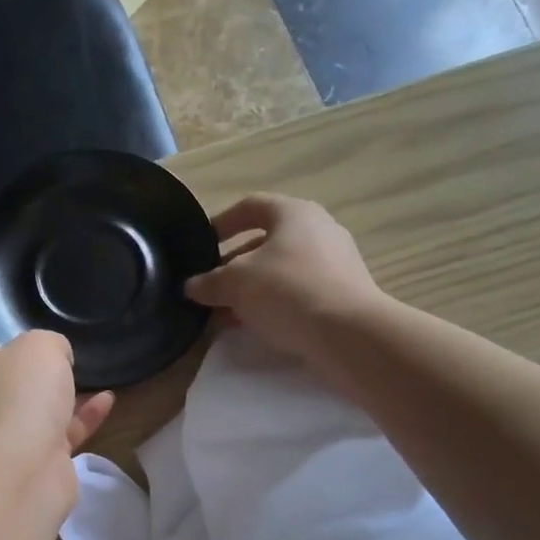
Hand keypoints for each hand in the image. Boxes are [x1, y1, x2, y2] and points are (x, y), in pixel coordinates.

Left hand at [0, 320, 114, 489]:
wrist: (23, 470)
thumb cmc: (19, 395)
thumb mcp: (40, 348)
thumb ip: (49, 344)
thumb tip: (55, 357)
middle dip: (18, 368)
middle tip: (44, 351)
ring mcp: (3, 438)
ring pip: (30, 410)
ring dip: (56, 394)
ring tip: (84, 374)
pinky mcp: (34, 462)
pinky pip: (60, 433)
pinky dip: (82, 417)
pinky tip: (107, 400)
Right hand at [185, 194, 387, 368]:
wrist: (348, 333)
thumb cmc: (287, 290)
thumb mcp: (235, 283)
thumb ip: (209, 282)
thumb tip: (191, 286)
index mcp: (294, 213)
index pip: (251, 206)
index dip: (222, 222)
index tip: (202, 244)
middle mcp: (319, 230)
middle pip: (265, 242)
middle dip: (231, 266)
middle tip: (209, 288)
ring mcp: (335, 263)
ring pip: (279, 271)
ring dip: (249, 290)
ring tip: (224, 314)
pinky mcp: (342, 294)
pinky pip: (297, 292)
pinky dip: (272, 304)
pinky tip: (252, 326)